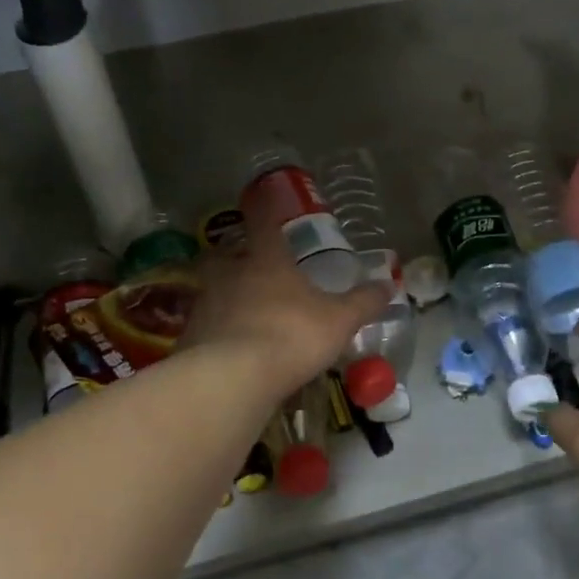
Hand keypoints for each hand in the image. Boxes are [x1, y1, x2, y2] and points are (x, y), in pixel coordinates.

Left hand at [179, 192, 391, 399]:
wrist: (231, 378)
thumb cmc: (291, 335)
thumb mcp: (339, 321)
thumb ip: (362, 303)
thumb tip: (388, 285)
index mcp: (266, 261)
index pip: (263, 224)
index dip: (263, 211)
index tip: (260, 200)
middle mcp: (230, 275)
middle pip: (225, 255)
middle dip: (234, 256)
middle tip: (248, 265)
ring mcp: (205, 305)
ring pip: (212, 290)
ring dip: (225, 295)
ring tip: (242, 311)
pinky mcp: (189, 338)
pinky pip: (205, 326)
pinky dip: (216, 331)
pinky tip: (230, 347)